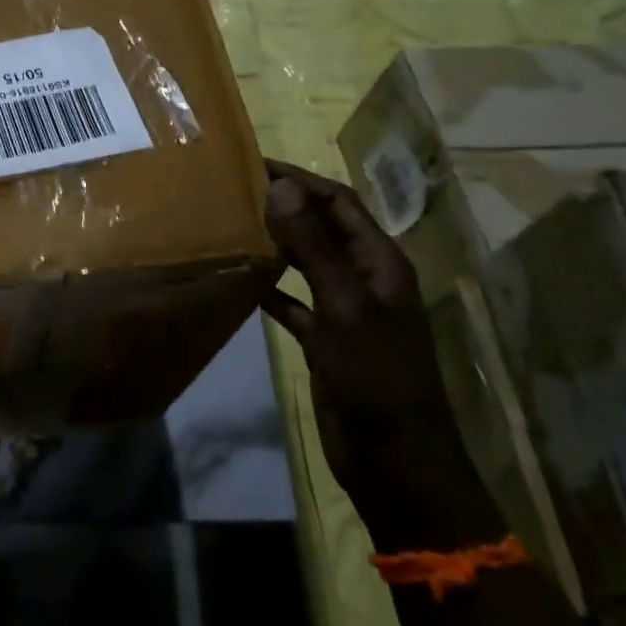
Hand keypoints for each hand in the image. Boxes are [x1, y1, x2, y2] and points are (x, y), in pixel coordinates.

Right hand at [259, 161, 496, 549]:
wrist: (394, 461)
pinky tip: (240, 279)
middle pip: (322, 228)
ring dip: (275, 243)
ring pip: (306, 263)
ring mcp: (344, 311)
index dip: (301, 179)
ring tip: (231, 225)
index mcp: (380, 262)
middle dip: (284, 206)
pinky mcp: (325, 340)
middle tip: (232, 190)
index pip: (339, 203)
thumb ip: (313, 248)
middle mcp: (364, 279)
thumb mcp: (344, 307)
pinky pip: (293, 302)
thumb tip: (281, 187)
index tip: (253, 164)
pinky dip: (270, 288)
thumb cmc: (376, 377)